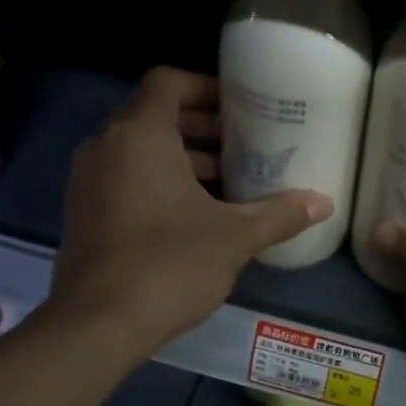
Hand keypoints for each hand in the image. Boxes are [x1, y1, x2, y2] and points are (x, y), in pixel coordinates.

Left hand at [49, 68, 332, 354]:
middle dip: (199, 127)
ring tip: (225, 181)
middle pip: (153, 114)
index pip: (168, 82)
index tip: (240, 108)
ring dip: (180, 157)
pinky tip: (193, 214)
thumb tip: (324, 203)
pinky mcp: (82, 212)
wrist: (97, 324)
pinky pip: (123, 177)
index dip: (205, 87)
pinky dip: (155, 181)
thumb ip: (279, 214)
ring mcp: (87, 180)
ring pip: (137, 149)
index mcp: (139, 134)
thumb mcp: (234, 237)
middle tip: (241, 145)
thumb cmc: (169, 264)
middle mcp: (105, 146)